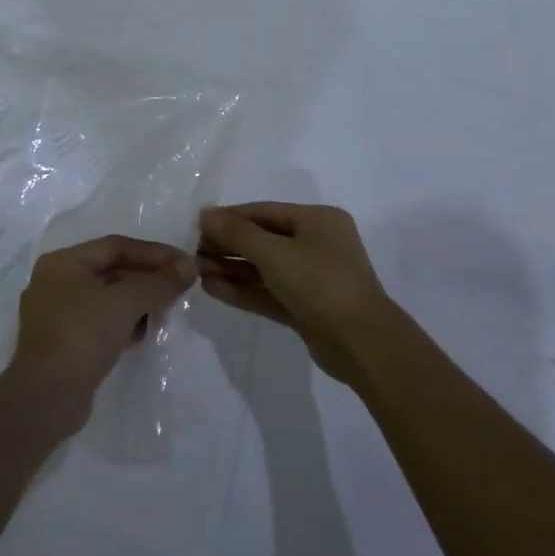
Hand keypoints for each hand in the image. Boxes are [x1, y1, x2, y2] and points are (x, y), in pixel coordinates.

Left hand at [9, 235, 196, 425]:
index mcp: (63, 262)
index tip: (184, 264)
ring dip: (137, 301)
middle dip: (147, 277)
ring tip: (165, 308)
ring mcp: (56, 314)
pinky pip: (99, 321)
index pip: (116, 246)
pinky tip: (143, 332)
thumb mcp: (126, 302)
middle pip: (111, 270)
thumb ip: (160, 282)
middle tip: (179, 286)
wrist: (46, 399)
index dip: (154, 253)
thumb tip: (189, 265)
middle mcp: (55, 282)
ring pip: (106, 297)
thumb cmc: (82, 336)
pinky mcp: (63, 342)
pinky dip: (122, 322)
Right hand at [197, 203, 396, 384]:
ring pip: (265, 268)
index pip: (264, 212)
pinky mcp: (307, 308)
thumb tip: (205, 213)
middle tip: (193, 253)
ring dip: (232, 269)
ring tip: (197, 272)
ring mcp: (314, 278)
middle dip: (228, 246)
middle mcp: (317, 244)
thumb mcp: (275, 253)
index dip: (229, 217)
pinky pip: (270, 292)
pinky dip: (244, 290)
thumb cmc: (320, 283)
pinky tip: (213, 289)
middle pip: (263, 239)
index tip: (196, 226)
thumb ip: (237, 232)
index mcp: (318, 220)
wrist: (362, 343)